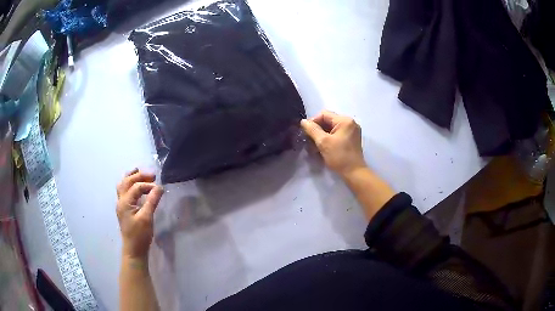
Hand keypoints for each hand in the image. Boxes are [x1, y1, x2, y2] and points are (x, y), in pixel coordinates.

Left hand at [116, 169, 163, 258]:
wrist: (134, 250)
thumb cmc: (140, 235)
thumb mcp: (147, 218)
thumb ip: (152, 201)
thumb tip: (160, 187)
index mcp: (125, 202)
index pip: (136, 187)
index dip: (148, 185)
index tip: (160, 188)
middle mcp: (120, 200)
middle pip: (126, 181)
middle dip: (139, 175)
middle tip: (152, 175)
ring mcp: (121, 205)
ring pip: (123, 185)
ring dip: (131, 177)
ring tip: (140, 172)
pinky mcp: (124, 209)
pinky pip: (124, 191)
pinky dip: (130, 185)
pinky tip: (136, 187)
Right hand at [301, 111, 366, 176]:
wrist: (354, 173)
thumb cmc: (339, 157)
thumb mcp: (323, 142)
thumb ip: (312, 129)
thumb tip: (303, 121)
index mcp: (345, 120)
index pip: (324, 114)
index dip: (313, 122)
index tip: (306, 133)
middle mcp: (350, 123)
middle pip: (328, 121)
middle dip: (317, 130)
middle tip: (309, 140)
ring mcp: (351, 131)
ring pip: (331, 128)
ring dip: (321, 135)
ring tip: (314, 145)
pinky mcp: (351, 139)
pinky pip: (336, 134)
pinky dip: (328, 139)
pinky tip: (322, 147)